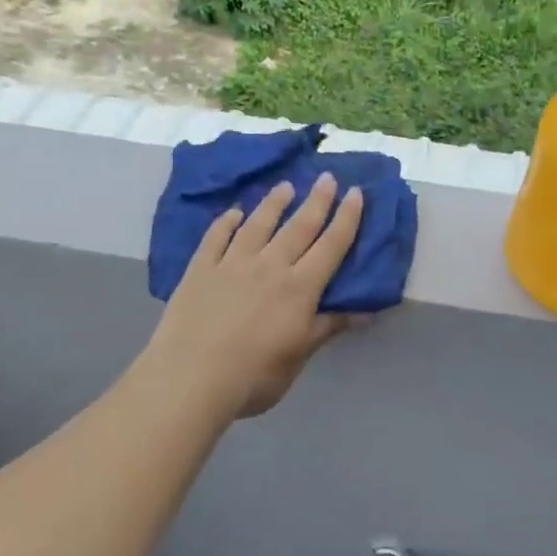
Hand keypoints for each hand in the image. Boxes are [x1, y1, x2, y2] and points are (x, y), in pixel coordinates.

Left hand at [140, 174, 365, 421]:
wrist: (191, 378)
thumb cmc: (254, 376)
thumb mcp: (299, 356)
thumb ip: (328, 327)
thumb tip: (365, 311)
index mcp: (299, 288)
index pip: (331, 246)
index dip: (346, 219)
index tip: (356, 193)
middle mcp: (269, 266)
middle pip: (298, 227)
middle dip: (316, 201)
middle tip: (327, 177)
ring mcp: (231, 264)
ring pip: (258, 224)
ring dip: (274, 203)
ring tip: (285, 187)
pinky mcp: (200, 269)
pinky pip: (216, 237)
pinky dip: (227, 222)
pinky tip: (234, 213)